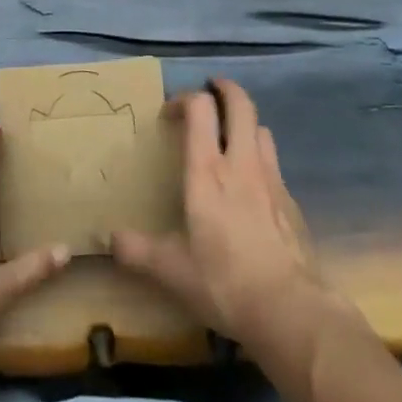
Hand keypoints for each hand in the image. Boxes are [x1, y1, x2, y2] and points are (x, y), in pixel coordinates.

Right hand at [112, 78, 346, 356]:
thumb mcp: (172, 271)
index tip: (170, 113)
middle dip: (226, 90)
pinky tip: (253, 189)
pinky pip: (275, 166)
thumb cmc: (224, 281)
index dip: (185, 99)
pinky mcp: (292, 203)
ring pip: (262, 130)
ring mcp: (272, 181)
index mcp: (208, 171)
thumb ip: (138, 251)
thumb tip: (109, 240)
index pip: (200, 108)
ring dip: (245, 124)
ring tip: (232, 137)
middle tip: (212, 91)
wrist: (291, 311)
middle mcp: (241, 163)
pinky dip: (261, 162)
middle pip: (241, 105)